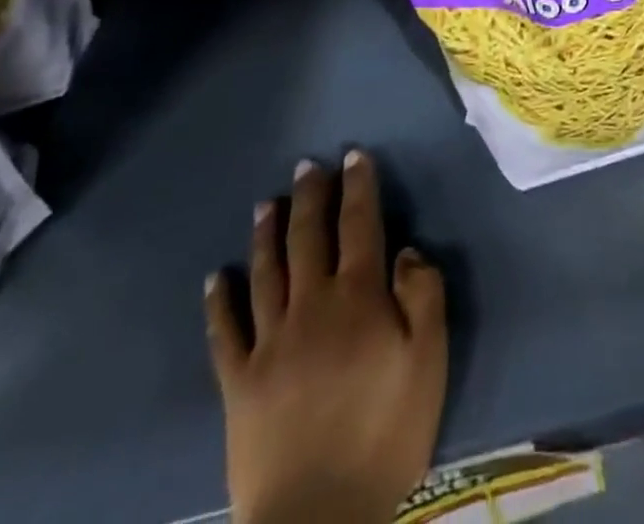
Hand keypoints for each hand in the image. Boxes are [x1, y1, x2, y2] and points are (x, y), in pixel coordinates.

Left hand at [206, 151, 448, 523]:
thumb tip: (407, 250)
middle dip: (310, 197)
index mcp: (358, 298)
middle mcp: (311, 306)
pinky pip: (225, 333)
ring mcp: (269, 344)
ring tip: (265, 204)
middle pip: (309, 238)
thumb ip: (423, 297)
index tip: (354, 156)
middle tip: (307, 166)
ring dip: (266, 234)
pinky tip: (215, 278)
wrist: (318, 519)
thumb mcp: (429, 362)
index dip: (358, 187)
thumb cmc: (385, 434)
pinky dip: (219, 303)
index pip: (359, 225)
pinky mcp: (239, 384)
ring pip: (266, 273)